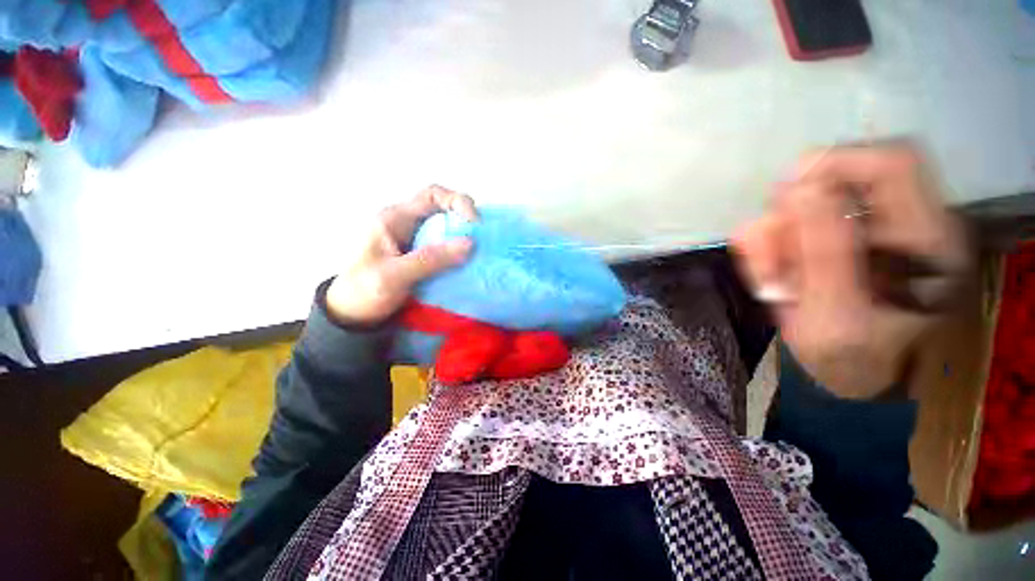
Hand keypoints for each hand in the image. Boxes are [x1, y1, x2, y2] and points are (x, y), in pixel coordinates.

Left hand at [325, 186, 477, 325]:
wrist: (352, 315)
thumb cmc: (365, 292)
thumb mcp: (394, 275)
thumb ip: (431, 259)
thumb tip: (470, 243)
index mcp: (395, 218)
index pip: (432, 195)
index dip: (457, 202)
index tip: (474, 223)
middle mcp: (406, 224)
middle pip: (443, 210)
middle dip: (465, 221)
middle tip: (482, 241)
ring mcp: (414, 240)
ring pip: (446, 229)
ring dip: (464, 238)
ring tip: (480, 253)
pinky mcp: (420, 256)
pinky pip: (444, 247)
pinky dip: (458, 253)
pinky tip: (467, 264)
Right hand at [734, 144, 969, 397]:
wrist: (850, 367)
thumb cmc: (848, 354)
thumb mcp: (833, 318)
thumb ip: (823, 255)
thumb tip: (799, 190)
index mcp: (927, 243)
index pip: (893, 164)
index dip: (836, 163)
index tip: (783, 193)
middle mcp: (909, 222)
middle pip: (848, 175)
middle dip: (794, 209)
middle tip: (771, 249)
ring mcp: (879, 225)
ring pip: (816, 197)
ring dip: (778, 230)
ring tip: (770, 272)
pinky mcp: (852, 230)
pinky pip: (801, 217)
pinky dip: (775, 236)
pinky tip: (772, 268)